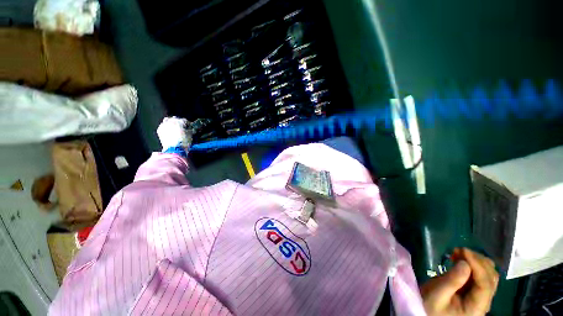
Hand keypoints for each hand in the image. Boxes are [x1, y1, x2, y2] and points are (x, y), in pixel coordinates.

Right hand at [420, 248, 498, 315]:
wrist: (429, 314)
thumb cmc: (430, 307)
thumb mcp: (437, 295)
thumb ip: (451, 281)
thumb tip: (464, 263)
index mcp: (476, 307)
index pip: (485, 284)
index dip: (477, 266)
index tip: (463, 250)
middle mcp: (484, 302)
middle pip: (491, 278)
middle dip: (477, 260)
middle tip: (458, 250)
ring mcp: (481, 296)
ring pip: (489, 274)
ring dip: (477, 260)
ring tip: (459, 253)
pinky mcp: (475, 291)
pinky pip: (481, 275)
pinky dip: (474, 264)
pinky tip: (461, 259)